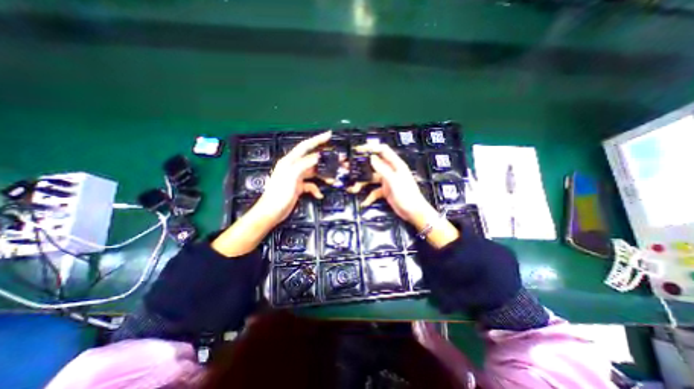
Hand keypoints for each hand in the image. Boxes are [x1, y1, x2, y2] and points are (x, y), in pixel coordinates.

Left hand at [255, 131, 330, 224]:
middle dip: (326, 159)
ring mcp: (297, 177)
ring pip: (314, 172)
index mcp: (290, 161)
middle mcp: (294, 167)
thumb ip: (305, 164)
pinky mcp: (299, 187)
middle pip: (313, 159)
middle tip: (339, 160)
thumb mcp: (292, 176)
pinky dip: (316, 189)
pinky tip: (320, 194)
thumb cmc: (279, 194)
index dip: (317, 140)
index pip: (305, 146)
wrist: (272, 212)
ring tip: (334, 178)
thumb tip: (318, 156)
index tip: (329, 135)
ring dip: (324, 175)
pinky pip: (311, 184)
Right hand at [347, 143, 430, 223]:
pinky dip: (369, 196)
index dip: (371, 148)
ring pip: (371, 178)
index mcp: (395, 164)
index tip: (358, 150)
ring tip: (353, 189)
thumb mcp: (393, 181)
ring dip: (362, 183)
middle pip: (373, 164)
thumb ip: (382, 169)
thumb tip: (370, 157)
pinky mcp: (385, 190)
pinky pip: (374, 191)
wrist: (414, 212)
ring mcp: (387, 181)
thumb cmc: (407, 195)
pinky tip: (364, 203)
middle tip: (349, 167)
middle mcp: (390, 170)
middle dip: (361, 166)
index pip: (382, 150)